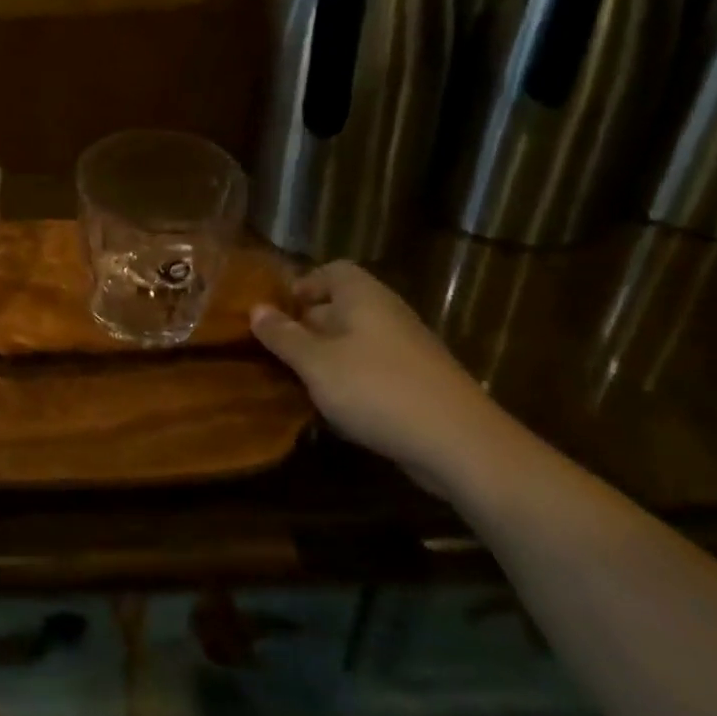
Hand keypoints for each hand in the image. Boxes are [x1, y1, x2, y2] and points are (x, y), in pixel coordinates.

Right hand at [252, 261, 524, 500]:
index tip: (279, 314)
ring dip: (328, 359)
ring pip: (356, 342)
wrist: (461, 444)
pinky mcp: (419, 383)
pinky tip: (338, 409)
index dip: (304, 286)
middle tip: (279, 352)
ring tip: (302, 383)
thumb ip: (283, 336)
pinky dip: (352, 382)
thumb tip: (255, 308)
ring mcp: (407, 349)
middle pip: (340, 306)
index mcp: (363, 297)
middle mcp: (387, 314)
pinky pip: (374, 370)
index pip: (332, 271)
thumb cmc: (377, 389)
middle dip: (308, 326)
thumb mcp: (316, 363)